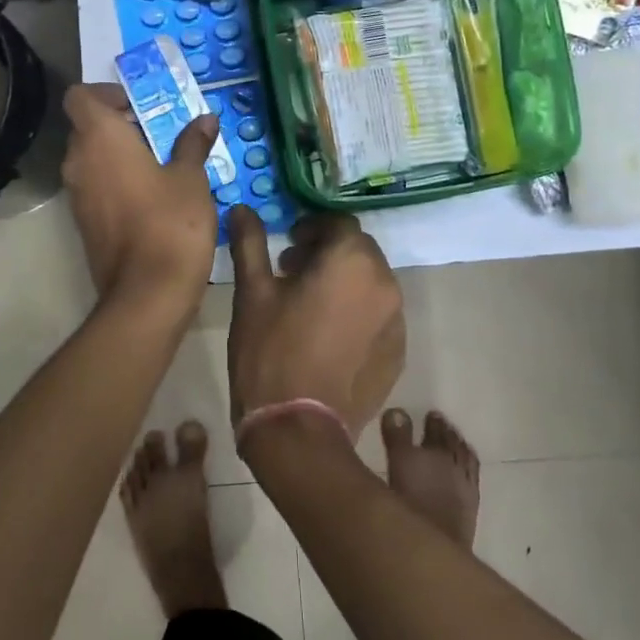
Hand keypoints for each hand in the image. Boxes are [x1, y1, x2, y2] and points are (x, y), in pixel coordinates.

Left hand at [61, 83, 220, 312]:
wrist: (147, 292)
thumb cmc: (171, 222)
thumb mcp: (191, 177)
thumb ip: (193, 144)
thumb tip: (205, 120)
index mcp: (100, 138)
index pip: (80, 96)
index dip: (105, 93)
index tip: (139, 105)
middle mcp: (78, 161)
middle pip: (87, 127)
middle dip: (120, 124)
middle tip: (161, 133)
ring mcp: (77, 195)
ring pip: (92, 158)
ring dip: (120, 154)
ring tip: (162, 163)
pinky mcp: (84, 222)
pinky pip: (96, 186)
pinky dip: (117, 180)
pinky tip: (154, 195)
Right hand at [226, 207, 404, 447]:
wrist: (298, 430)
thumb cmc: (270, 352)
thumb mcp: (252, 293)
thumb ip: (250, 244)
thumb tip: (242, 209)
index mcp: (352, 261)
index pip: (339, 223)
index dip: (311, 228)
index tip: (287, 246)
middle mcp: (385, 283)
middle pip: (359, 251)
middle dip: (328, 254)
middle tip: (292, 273)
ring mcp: (396, 321)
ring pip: (370, 284)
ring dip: (344, 283)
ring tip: (310, 307)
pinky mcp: (397, 353)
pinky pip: (378, 317)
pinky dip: (357, 313)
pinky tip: (328, 336)